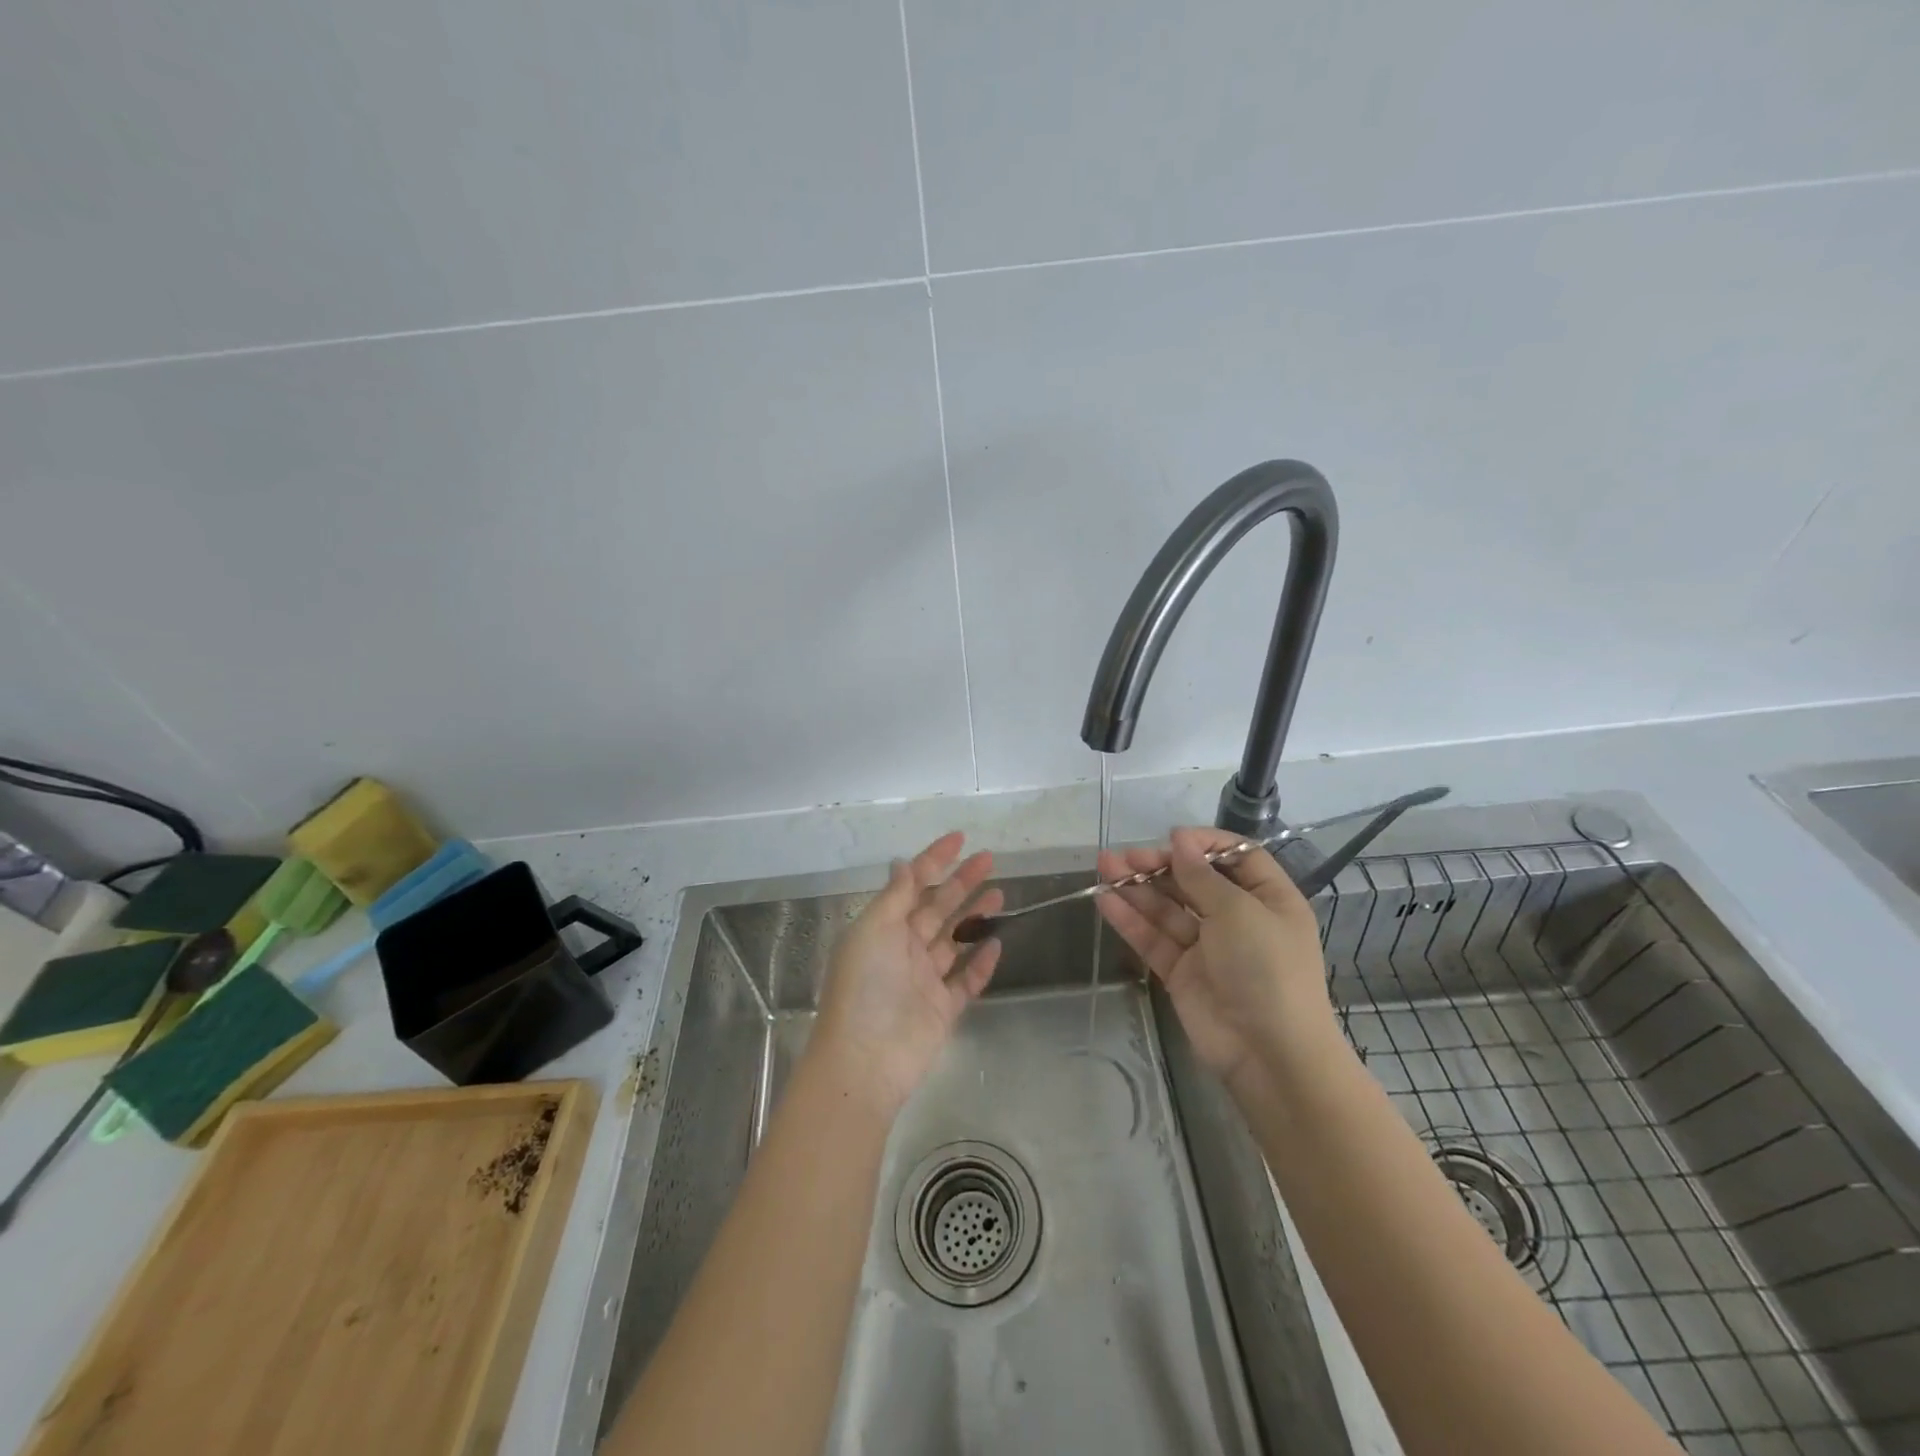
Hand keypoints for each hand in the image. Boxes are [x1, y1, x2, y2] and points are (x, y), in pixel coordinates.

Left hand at [811, 833, 1002, 1114]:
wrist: (865, 1061)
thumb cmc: (864, 987)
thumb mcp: (873, 930)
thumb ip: (895, 897)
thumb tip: (905, 863)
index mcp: (882, 928)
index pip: (912, 884)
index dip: (934, 859)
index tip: (960, 838)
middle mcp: (903, 949)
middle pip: (937, 908)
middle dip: (962, 882)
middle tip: (989, 860)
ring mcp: (924, 980)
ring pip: (954, 940)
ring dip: (975, 916)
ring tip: (1001, 894)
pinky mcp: (943, 1009)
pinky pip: (966, 980)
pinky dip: (981, 962)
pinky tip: (997, 943)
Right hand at [1097, 827, 1340, 1098]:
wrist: (1269, 1054)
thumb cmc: (1267, 969)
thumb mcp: (1239, 912)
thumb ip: (1201, 876)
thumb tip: (1180, 840)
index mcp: (1268, 898)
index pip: (1235, 857)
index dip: (1204, 844)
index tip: (1172, 838)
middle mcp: (1237, 918)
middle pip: (1193, 880)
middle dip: (1159, 865)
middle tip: (1125, 857)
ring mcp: (1207, 946)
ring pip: (1168, 908)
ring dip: (1137, 887)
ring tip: (1104, 867)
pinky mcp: (1181, 972)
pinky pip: (1154, 938)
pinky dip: (1130, 919)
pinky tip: (1105, 900)